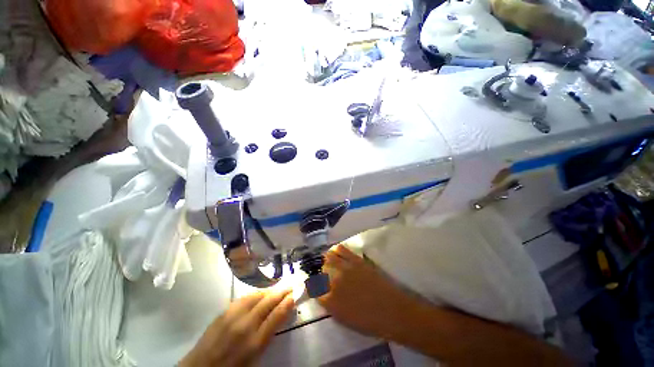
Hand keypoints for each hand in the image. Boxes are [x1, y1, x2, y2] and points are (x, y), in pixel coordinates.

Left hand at [180, 289, 294, 366]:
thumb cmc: (233, 366)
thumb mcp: (255, 356)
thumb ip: (268, 334)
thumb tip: (281, 314)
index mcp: (254, 343)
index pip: (277, 315)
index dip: (288, 302)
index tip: (295, 294)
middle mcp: (245, 326)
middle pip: (268, 302)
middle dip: (281, 292)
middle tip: (290, 286)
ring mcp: (232, 317)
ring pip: (256, 296)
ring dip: (269, 291)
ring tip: (277, 289)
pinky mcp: (223, 312)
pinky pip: (244, 298)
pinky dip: (256, 294)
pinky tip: (259, 294)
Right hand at [318, 245, 420, 338]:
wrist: (392, 311)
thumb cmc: (368, 321)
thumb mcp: (344, 319)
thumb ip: (329, 305)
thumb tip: (322, 293)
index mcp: (330, 300)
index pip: (314, 289)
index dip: (313, 286)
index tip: (314, 285)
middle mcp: (335, 282)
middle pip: (320, 269)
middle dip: (320, 271)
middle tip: (323, 273)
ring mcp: (346, 268)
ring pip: (328, 257)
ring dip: (326, 259)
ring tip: (328, 260)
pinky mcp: (356, 260)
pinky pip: (342, 249)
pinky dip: (337, 250)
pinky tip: (337, 252)